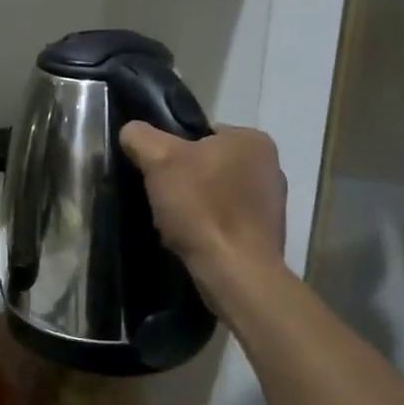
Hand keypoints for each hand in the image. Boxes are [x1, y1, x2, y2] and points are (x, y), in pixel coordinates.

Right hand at [119, 123, 288, 281]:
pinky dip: (208, 225)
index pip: (201, 133)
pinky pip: (226, 219)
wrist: (235, 273)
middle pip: (208, 163)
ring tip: (174, 221)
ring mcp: (272, 202)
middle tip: (161, 197)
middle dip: (183, 178)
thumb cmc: (201, 207)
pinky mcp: (266, 234)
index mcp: (253, 140)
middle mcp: (271, 166)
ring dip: (194, 204)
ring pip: (215, 192)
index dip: (172, 150)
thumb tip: (131, 132)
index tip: (157, 171)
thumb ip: (140, 136)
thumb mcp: (159, 160)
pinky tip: (193, 238)